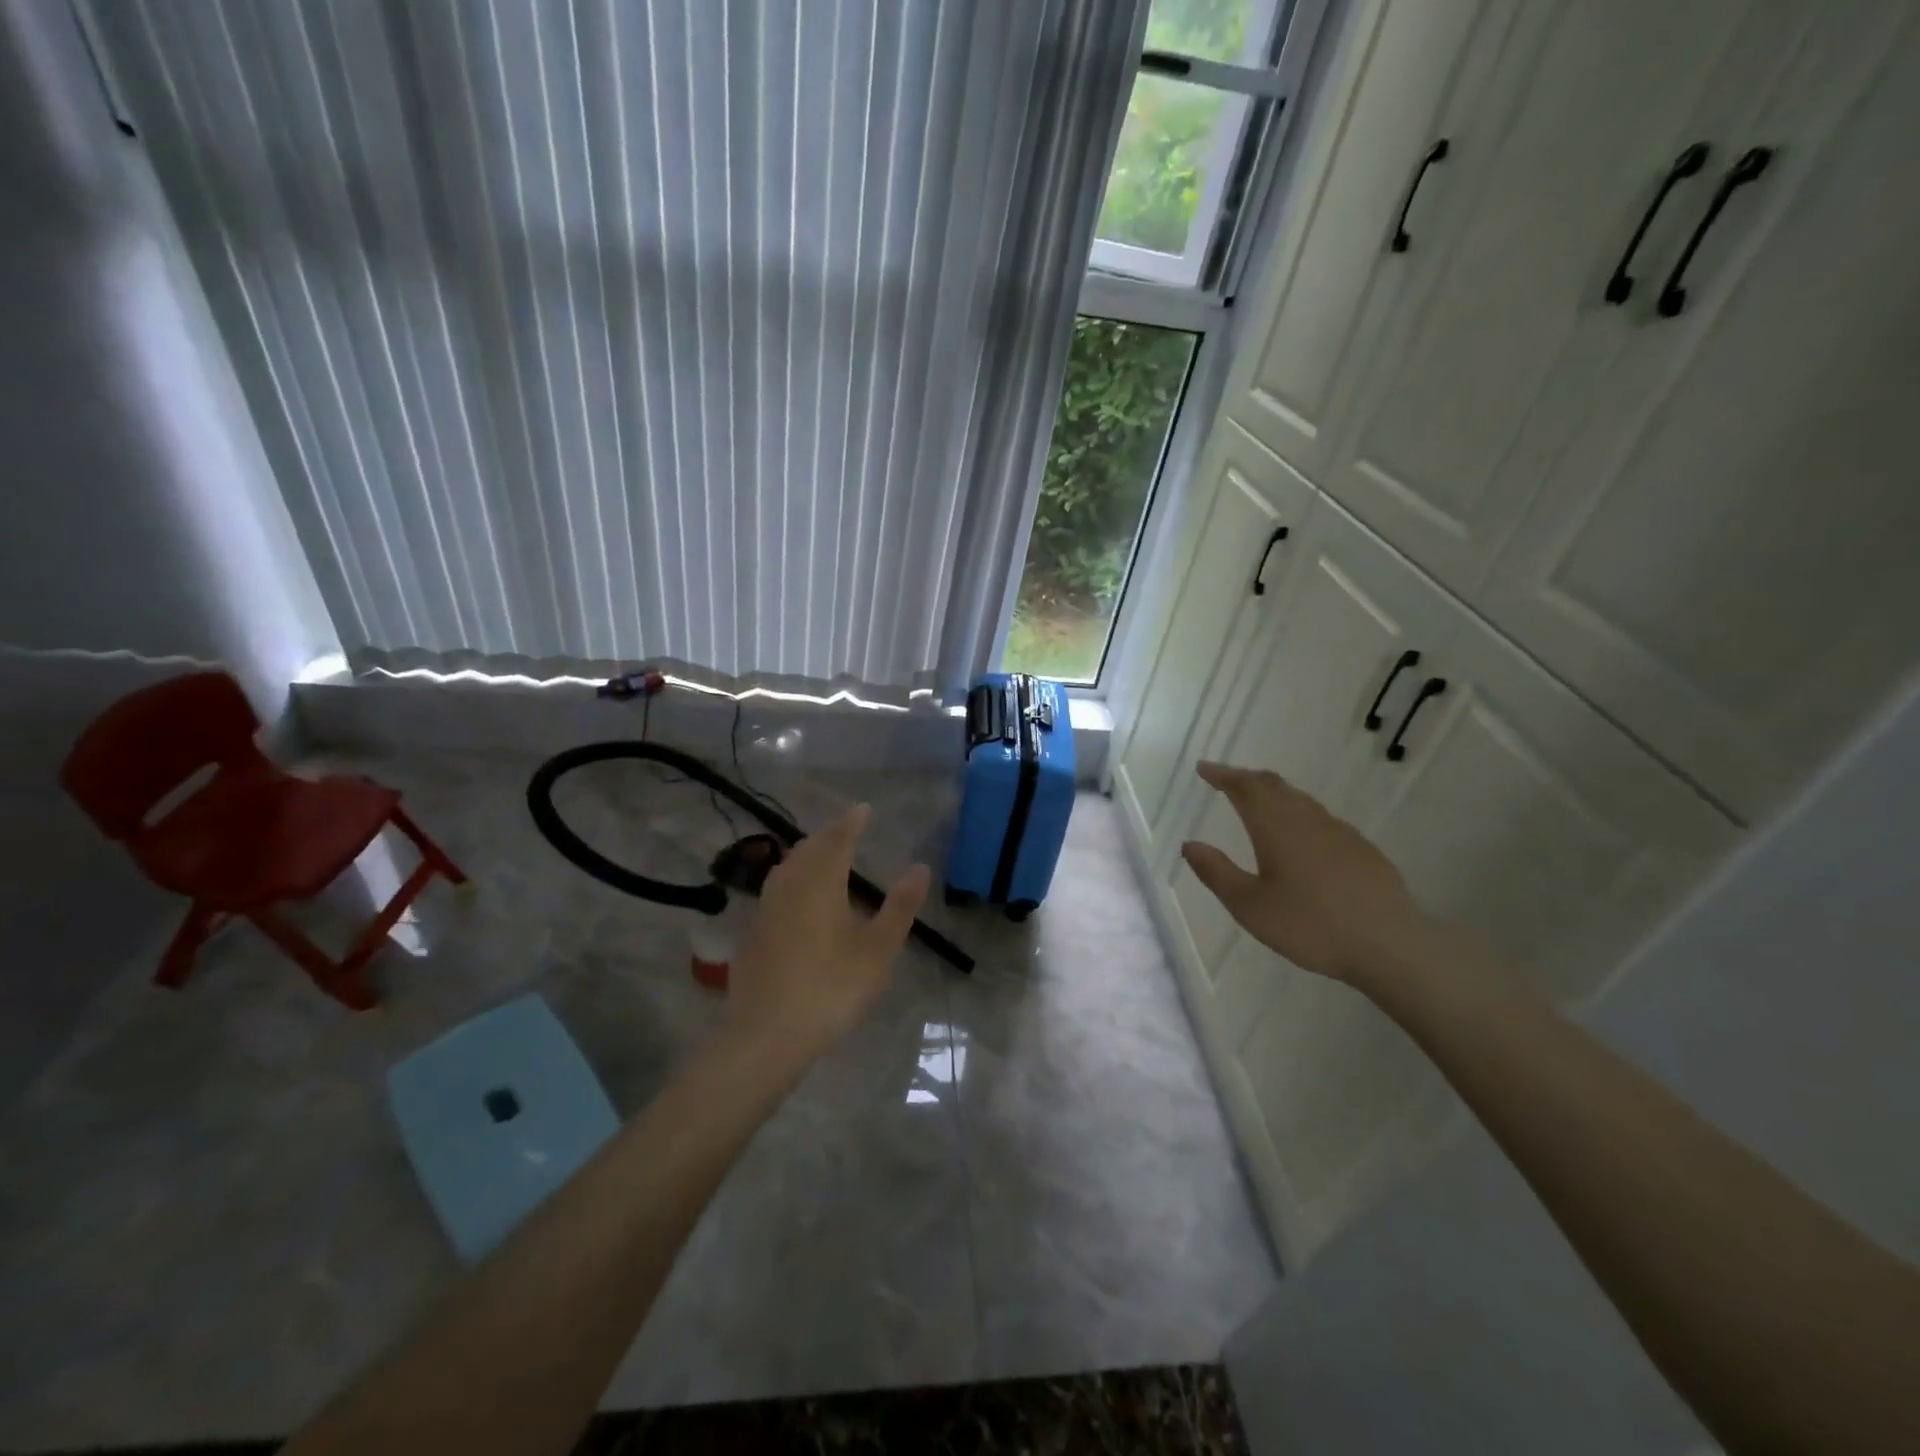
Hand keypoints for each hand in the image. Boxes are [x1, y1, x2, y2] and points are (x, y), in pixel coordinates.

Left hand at [728, 804, 929, 1065]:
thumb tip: (920, 867)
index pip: (837, 839)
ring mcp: (765, 910)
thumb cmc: (832, 987)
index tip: (863, 808)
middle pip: (808, 849)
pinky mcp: (752, 934)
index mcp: (820, 882)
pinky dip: (792, 880)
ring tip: (823, 856)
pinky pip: (775, 891)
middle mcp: (788, 886)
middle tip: (846, 829)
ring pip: (787, 868)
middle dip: (828, 835)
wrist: (767, 1034)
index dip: (851, 821)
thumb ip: (899, 906)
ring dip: (807, 855)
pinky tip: (798, 899)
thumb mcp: (878, 949)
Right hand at [1180, 761, 1429, 986]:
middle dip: (1246, 778)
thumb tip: (1190, 844)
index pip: (1244, 787)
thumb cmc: (1311, 926)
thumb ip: (1217, 872)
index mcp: (1276, 828)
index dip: (1222, 775)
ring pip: (1299, 799)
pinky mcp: (1361, 848)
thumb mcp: (1250, 906)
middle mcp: (1307, 819)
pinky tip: (1300, 835)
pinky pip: (1320, 817)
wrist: (1390, 945)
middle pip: (1273, 785)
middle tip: (1226, 780)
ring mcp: (1339, 832)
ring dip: (1273, 793)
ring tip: (1257, 802)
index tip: (1204, 768)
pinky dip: (1298, 813)